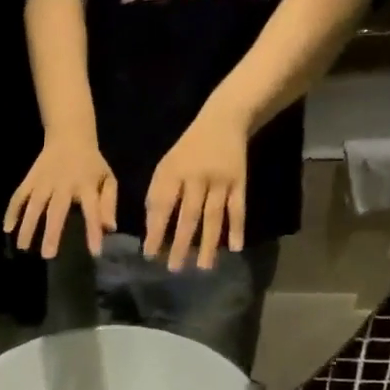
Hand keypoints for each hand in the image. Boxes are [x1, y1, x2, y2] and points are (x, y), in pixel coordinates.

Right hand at [5, 135, 117, 258]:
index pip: (92, 211)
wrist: (69, 134)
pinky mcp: (30, 179)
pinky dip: (12, 211)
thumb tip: (109, 229)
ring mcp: (44, 181)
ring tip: (23, 247)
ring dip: (28, 226)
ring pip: (34, 205)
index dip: (93, 231)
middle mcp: (63, 184)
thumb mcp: (107, 178)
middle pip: (56, 210)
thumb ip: (108, 204)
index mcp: (86, 185)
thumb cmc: (91, 163)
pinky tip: (7, 228)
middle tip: (48, 255)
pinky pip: (19, 196)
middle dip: (52, 233)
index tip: (94, 252)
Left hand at [143, 108, 247, 271]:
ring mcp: (220, 180)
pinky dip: (237, 228)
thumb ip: (158, 195)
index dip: (155, 231)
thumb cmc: (187, 150)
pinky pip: (238, 208)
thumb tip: (152, 230)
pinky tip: (235, 248)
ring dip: (209, 243)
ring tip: (203, 267)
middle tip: (174, 268)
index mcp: (172, 173)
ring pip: (213, 216)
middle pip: (188, 215)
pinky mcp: (239, 181)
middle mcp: (196, 177)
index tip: (149, 255)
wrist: (223, 120)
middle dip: (180, 244)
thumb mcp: (166, 166)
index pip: (162, 206)